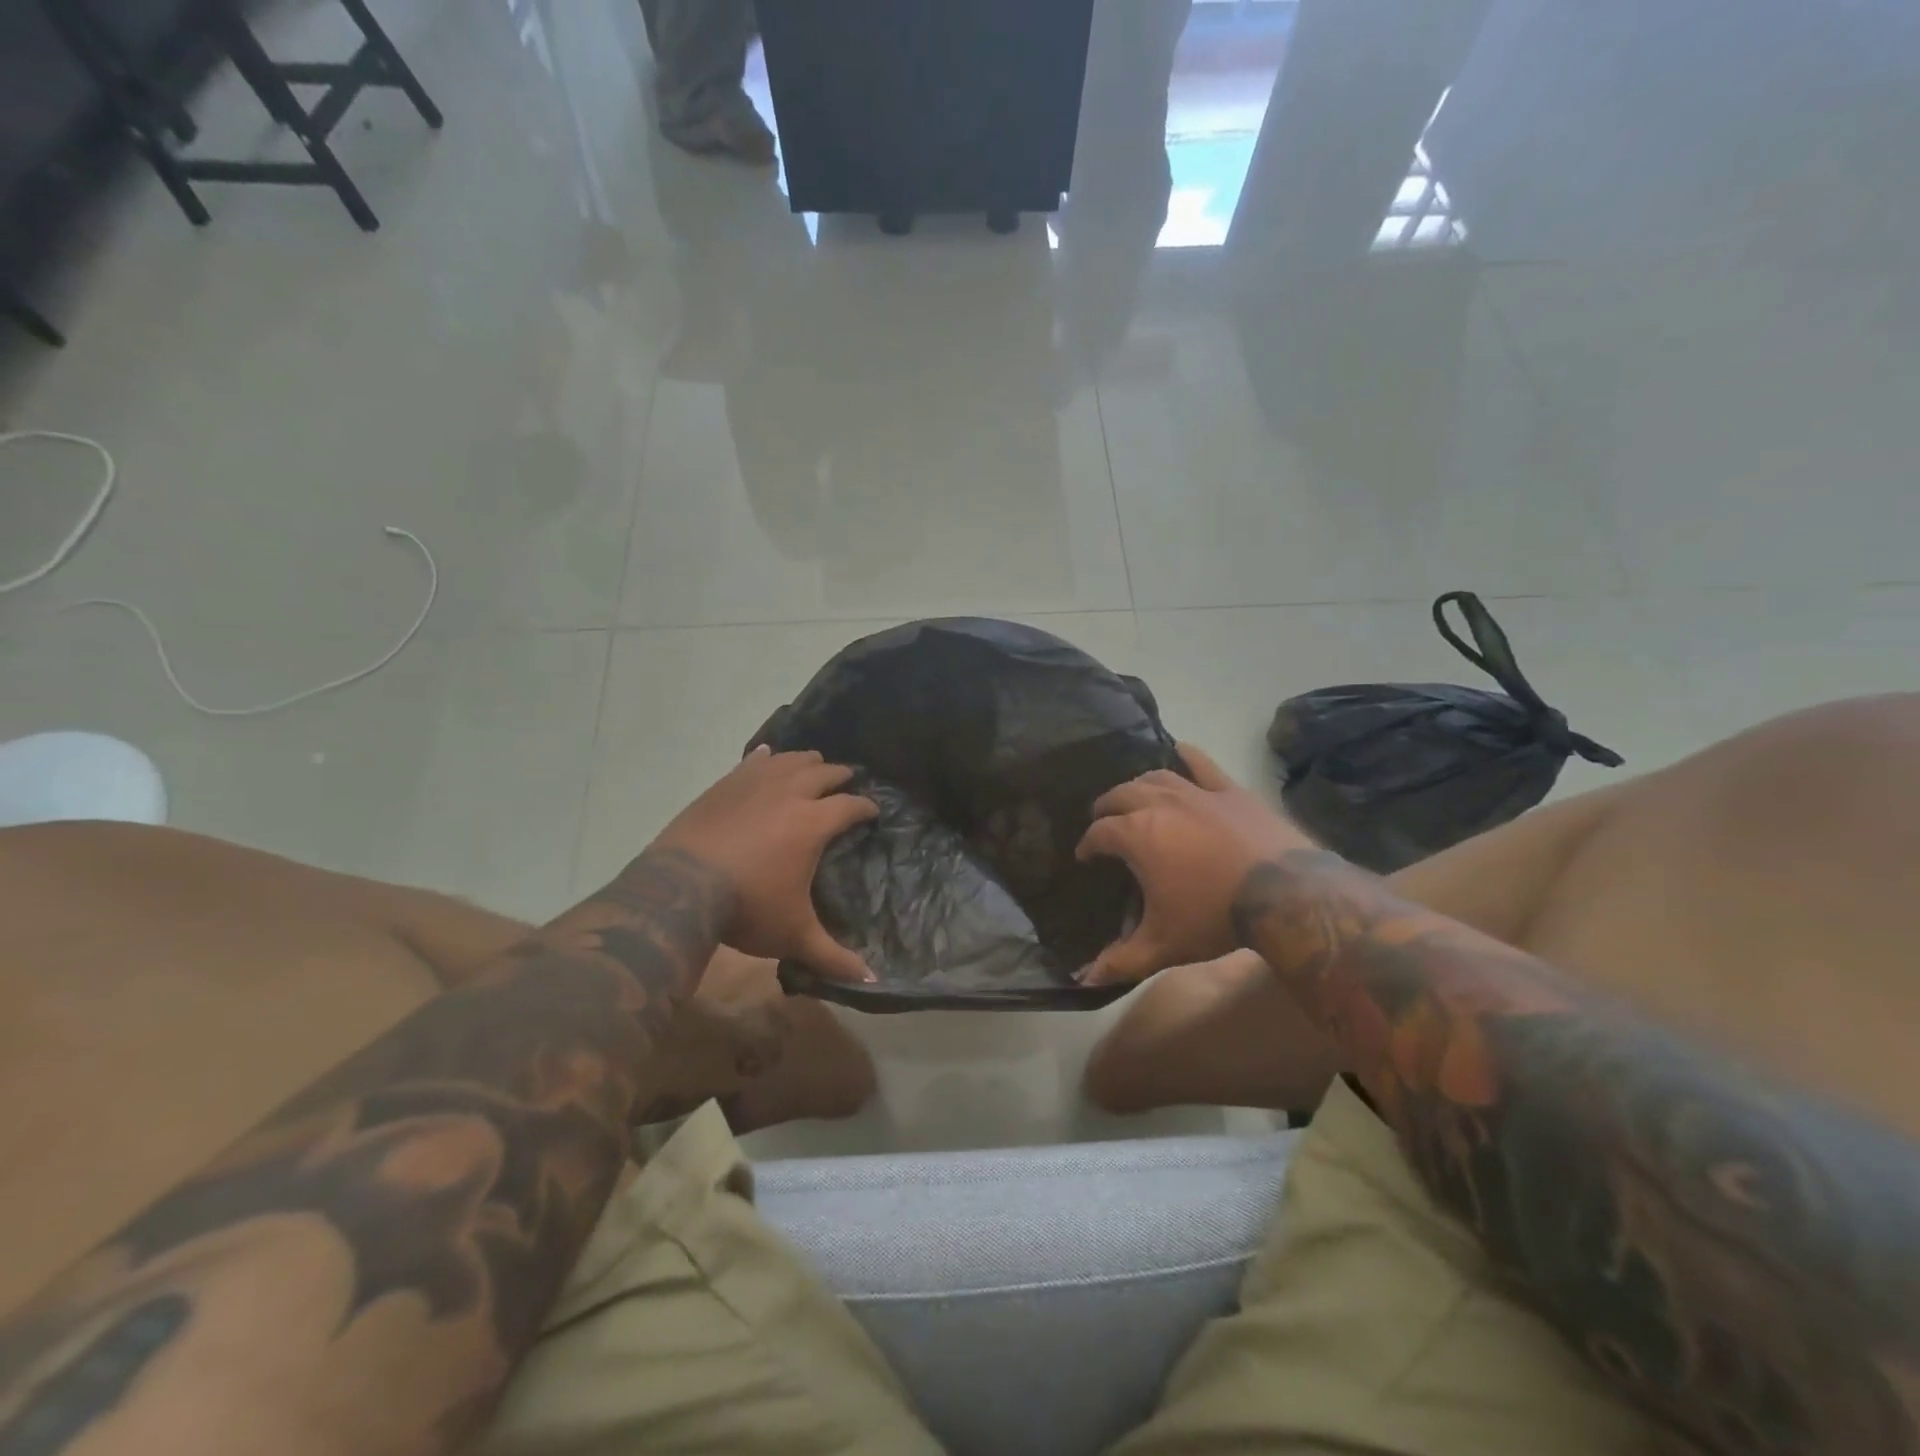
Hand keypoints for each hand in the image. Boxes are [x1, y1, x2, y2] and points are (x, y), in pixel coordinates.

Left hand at [649, 747, 878, 981]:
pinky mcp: (725, 784)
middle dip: (840, 776)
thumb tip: (871, 983)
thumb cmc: (746, 908)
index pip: (851, 806)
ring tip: (815, 764)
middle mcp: (790, 793)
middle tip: (848, 780)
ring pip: (790, 759)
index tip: (873, 810)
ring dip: (807, 761)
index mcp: (813, 823)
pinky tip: (767, 754)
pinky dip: (766, 757)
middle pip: (824, 773)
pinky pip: (752, 761)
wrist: (679, 889)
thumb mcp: (793, 936)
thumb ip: (833, 956)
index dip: (866, 807)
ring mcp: (754, 783)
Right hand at [1074, 744, 1316, 985]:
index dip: (1088, 844)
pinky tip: (1179, 751)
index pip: (1099, 833)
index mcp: (1136, 836)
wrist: (1285, 895)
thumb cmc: (1215, 917)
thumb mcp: (1163, 944)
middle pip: (1120, 795)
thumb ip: (1121, 960)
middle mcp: (1159, 804)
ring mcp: (1196, 792)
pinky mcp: (1229, 790)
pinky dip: (1187, 755)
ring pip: (1155, 776)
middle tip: (1103, 820)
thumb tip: (1083, 979)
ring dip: (1138, 784)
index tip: (1086, 856)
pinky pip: (1203, 764)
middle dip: (1106, 807)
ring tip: (1134, 795)